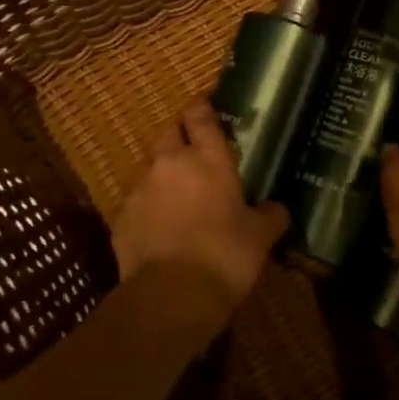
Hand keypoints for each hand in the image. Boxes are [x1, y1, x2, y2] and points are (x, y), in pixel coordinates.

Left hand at [112, 101, 289, 308]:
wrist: (172, 294)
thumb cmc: (226, 256)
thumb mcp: (260, 237)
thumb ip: (270, 216)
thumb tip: (277, 209)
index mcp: (209, 160)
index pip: (201, 117)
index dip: (202, 108)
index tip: (204, 105)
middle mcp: (170, 164)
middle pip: (167, 132)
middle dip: (177, 135)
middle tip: (192, 150)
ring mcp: (141, 189)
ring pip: (149, 168)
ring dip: (162, 175)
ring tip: (176, 197)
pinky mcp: (120, 217)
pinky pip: (136, 202)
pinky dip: (147, 208)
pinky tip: (158, 228)